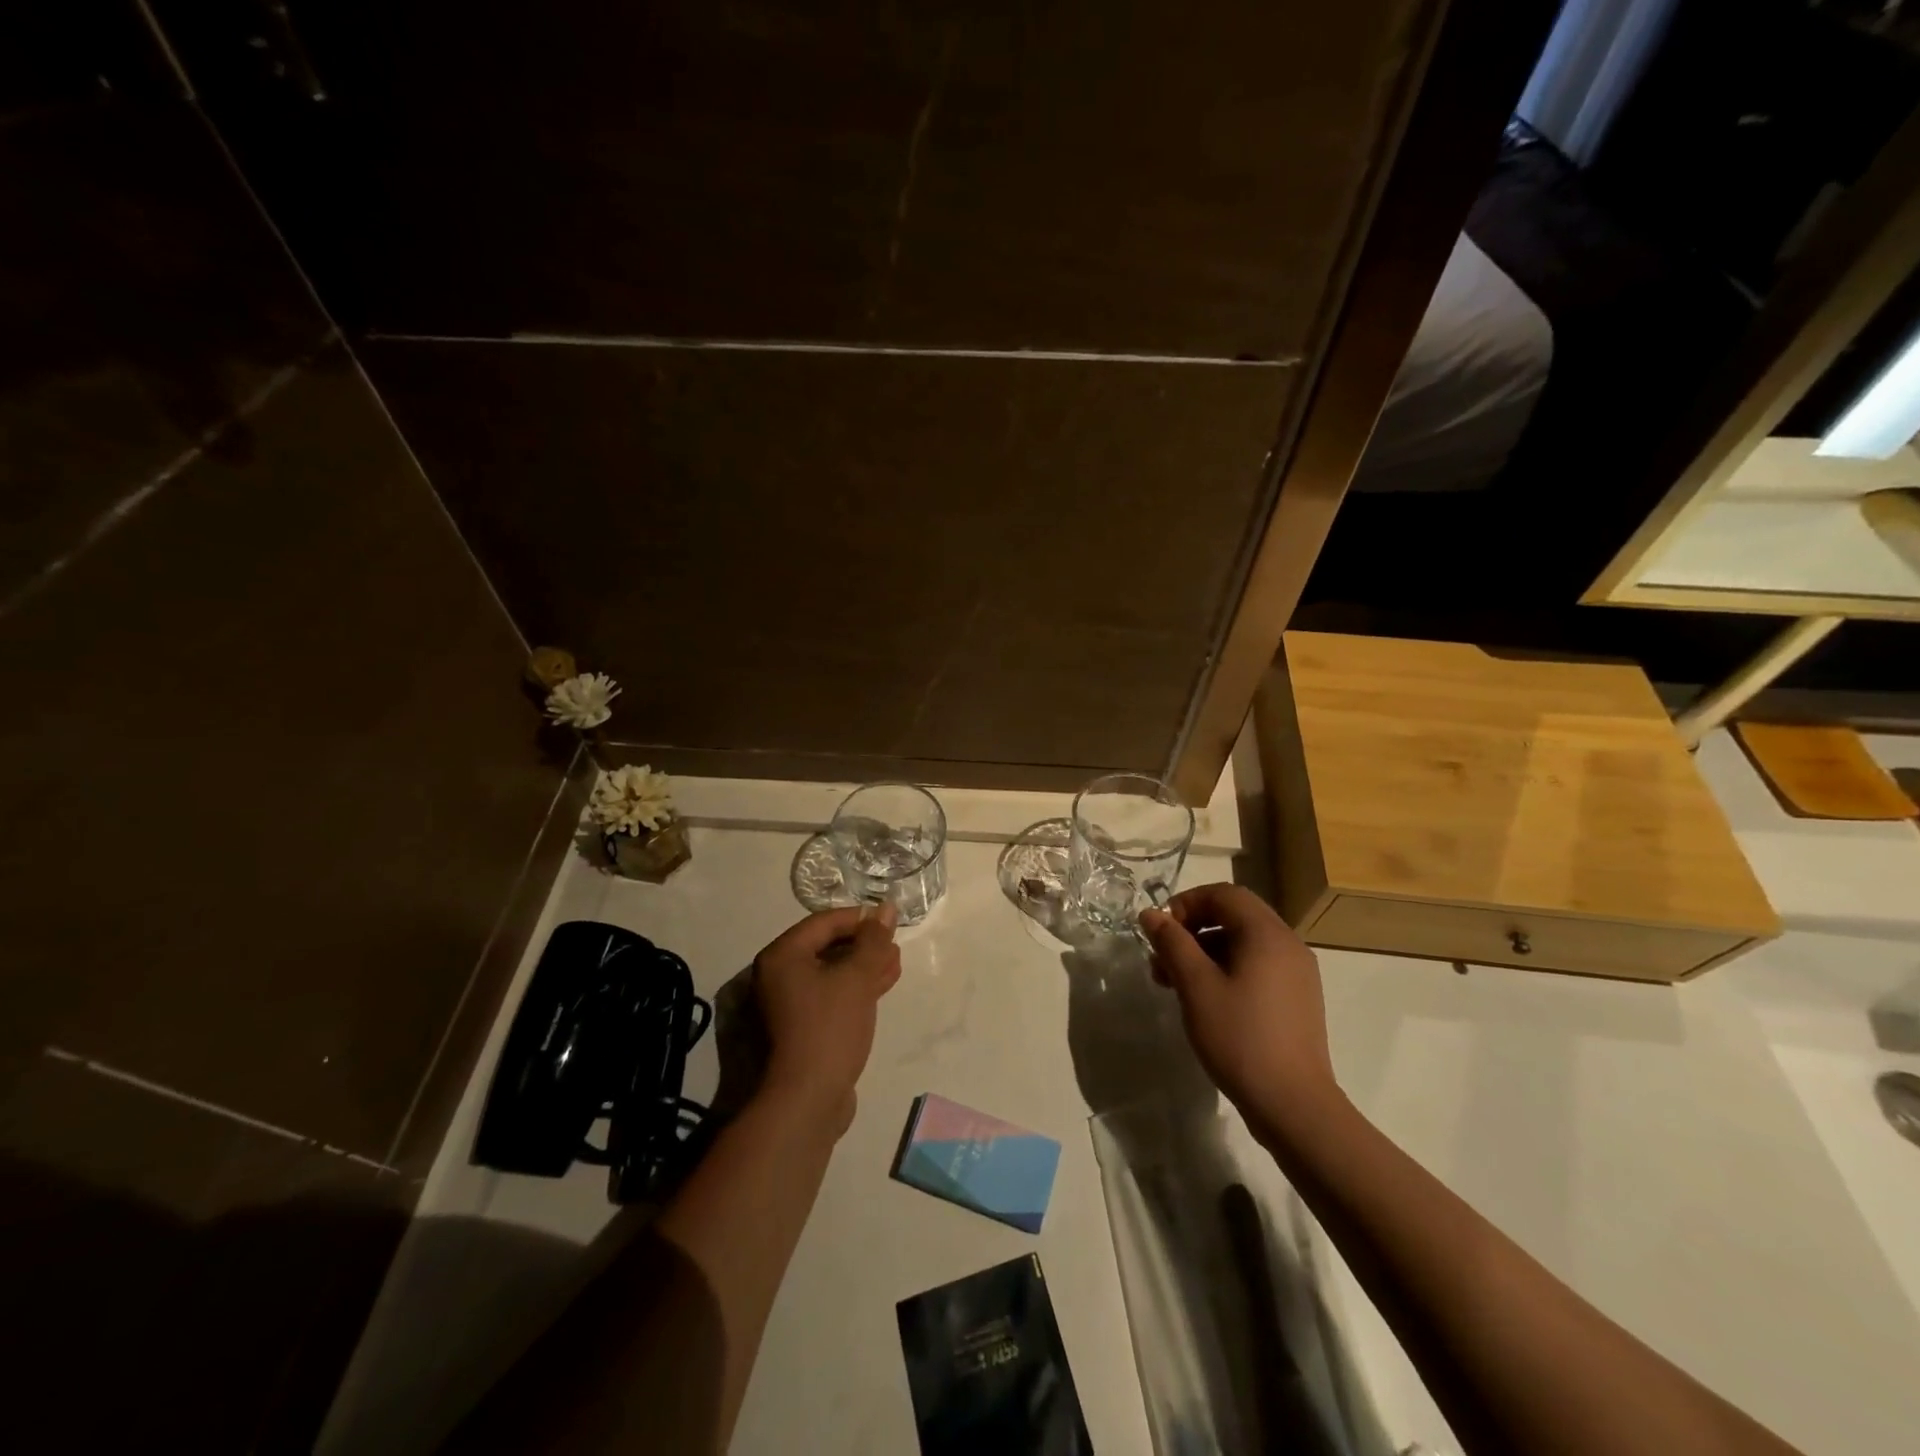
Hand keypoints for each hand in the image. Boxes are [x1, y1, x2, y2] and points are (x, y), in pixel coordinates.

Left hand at [753, 905, 901, 1136]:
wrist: (807, 1099)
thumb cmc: (829, 1028)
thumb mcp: (856, 978)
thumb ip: (873, 940)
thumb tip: (886, 909)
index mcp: (782, 956)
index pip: (823, 922)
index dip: (859, 918)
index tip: (889, 921)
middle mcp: (778, 975)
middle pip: (826, 946)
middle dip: (863, 944)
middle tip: (894, 943)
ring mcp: (788, 1004)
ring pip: (831, 972)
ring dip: (863, 966)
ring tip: (895, 962)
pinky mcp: (802, 1027)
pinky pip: (831, 995)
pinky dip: (855, 988)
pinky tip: (883, 984)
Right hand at [1139, 884, 1339, 1134]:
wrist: (1294, 1106)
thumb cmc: (1240, 1038)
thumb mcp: (1196, 986)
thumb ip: (1172, 943)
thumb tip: (1151, 914)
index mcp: (1267, 934)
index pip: (1223, 894)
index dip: (1186, 903)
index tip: (1160, 932)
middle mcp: (1288, 944)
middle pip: (1234, 915)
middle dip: (1192, 929)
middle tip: (1161, 959)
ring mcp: (1297, 973)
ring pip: (1244, 943)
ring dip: (1205, 951)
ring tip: (1174, 984)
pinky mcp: (1297, 999)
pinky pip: (1257, 966)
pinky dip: (1226, 969)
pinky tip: (1205, 1000)